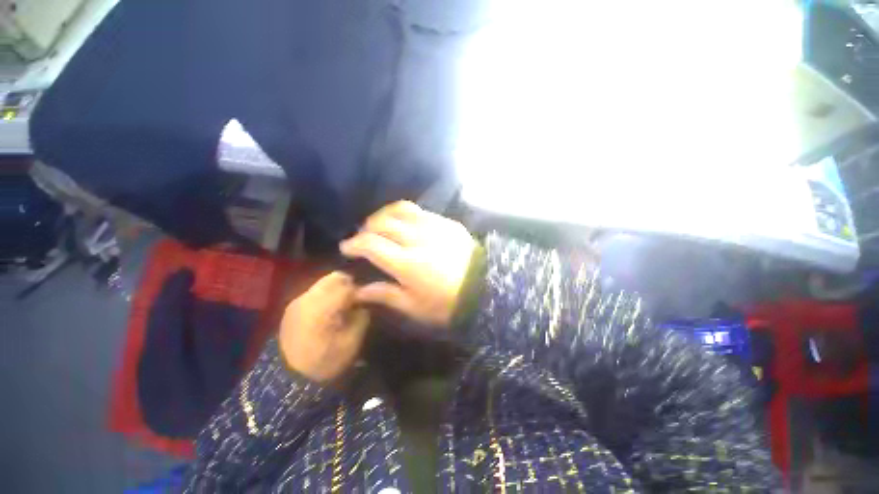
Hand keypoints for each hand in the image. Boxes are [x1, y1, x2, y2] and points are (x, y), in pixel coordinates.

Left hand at [278, 272, 369, 383]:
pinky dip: (325, 296)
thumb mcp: (351, 342)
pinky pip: (314, 292)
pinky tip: (327, 312)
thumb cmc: (324, 363)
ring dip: (336, 289)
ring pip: (323, 283)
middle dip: (348, 285)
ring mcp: (297, 301)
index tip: (365, 303)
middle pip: (334, 277)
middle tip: (354, 301)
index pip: (348, 285)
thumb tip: (363, 304)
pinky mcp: (291, 307)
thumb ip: (361, 317)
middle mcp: (308, 298)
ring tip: (341, 307)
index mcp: (323, 307)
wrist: (287, 381)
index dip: (361, 291)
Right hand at [340, 201, 476, 326]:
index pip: (371, 244)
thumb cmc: (448, 303)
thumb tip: (358, 290)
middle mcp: (419, 239)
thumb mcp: (414, 307)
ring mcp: (435, 227)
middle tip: (363, 238)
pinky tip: (406, 224)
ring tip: (381, 225)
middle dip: (367, 228)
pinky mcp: (448, 223)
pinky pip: (421, 211)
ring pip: (401, 209)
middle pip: (383, 223)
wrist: (487, 288)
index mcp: (408, 263)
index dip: (354, 244)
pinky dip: (406, 215)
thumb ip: (385, 295)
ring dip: (385, 215)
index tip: (346, 248)